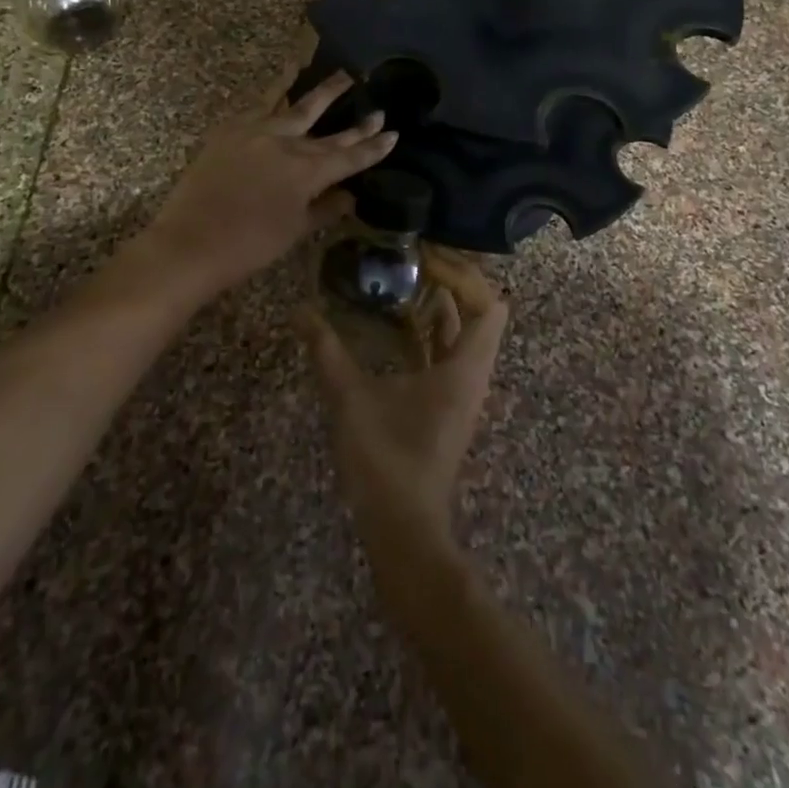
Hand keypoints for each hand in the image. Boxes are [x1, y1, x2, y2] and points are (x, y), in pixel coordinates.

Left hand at [143, 68, 396, 295]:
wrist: (191, 242)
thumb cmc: (249, 246)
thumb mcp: (294, 231)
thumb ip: (324, 209)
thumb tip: (349, 196)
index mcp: (307, 172)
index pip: (349, 157)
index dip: (373, 147)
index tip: (393, 134)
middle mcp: (287, 144)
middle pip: (329, 130)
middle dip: (356, 122)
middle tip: (377, 108)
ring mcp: (257, 132)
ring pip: (295, 105)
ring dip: (321, 91)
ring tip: (341, 73)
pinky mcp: (230, 130)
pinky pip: (260, 107)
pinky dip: (275, 95)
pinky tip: (283, 86)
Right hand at [303, 247, 507, 545]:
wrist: (403, 529)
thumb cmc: (386, 459)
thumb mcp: (351, 398)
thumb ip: (326, 350)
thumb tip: (299, 310)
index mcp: (466, 367)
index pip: (489, 303)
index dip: (463, 274)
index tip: (426, 258)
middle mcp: (472, 374)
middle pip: (479, 313)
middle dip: (451, 283)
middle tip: (414, 261)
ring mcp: (461, 391)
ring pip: (463, 334)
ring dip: (440, 307)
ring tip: (403, 281)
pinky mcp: (446, 405)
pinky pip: (447, 354)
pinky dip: (429, 333)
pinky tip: (395, 324)